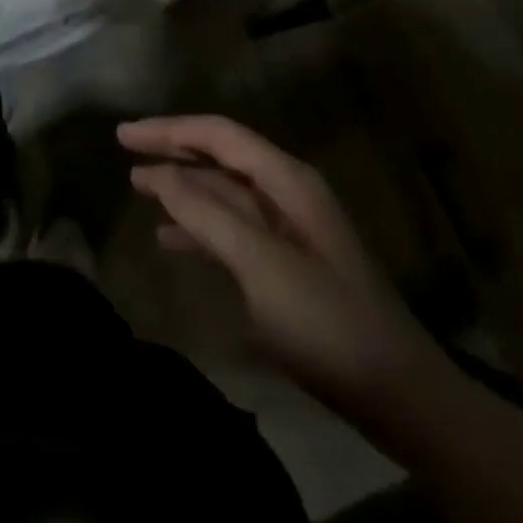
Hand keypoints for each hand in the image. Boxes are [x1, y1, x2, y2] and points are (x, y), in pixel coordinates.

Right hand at [119, 114, 442, 415]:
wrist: (398, 393)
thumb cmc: (326, 319)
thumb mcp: (260, 263)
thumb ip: (206, 213)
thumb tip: (158, 172)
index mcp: (286, 179)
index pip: (219, 134)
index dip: (169, 129)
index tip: (124, 134)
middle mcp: (287, 191)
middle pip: (220, 156)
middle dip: (173, 150)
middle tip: (124, 149)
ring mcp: (288, 228)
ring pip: (223, 193)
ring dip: (182, 187)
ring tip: (137, 187)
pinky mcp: (286, 263)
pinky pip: (232, 230)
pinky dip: (199, 228)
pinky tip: (169, 238)